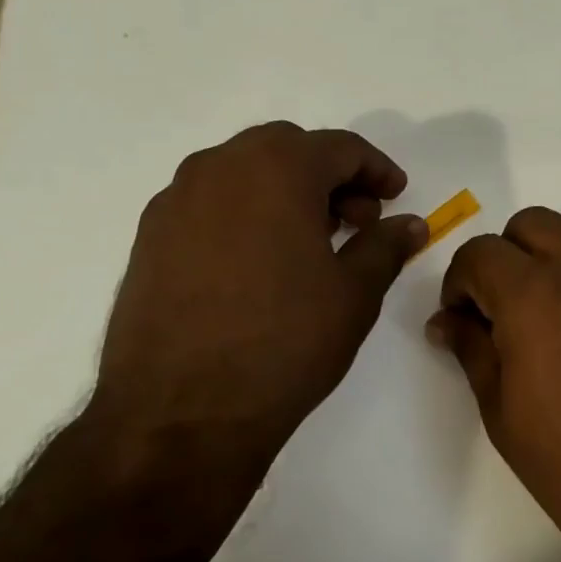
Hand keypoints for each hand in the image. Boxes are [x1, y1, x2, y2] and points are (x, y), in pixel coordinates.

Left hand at [86, 122, 425, 529]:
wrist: (180, 413)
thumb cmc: (284, 343)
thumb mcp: (354, 294)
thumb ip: (386, 246)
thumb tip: (410, 223)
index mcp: (276, 168)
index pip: (340, 148)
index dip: (377, 170)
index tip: (396, 197)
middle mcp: (219, 167)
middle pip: (288, 150)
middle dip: (331, 178)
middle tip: (358, 222)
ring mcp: (176, 201)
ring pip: (244, 173)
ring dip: (286, 192)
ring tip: (312, 244)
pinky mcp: (149, 237)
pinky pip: (210, 204)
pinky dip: (246, 214)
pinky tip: (261, 264)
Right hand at [426, 207, 560, 561]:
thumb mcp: (502, 412)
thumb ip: (471, 349)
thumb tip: (447, 321)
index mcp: (535, 293)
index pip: (479, 252)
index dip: (460, 282)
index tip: (463, 318)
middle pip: (532, 225)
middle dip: (507, 258)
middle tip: (507, 312)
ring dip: (558, 267)